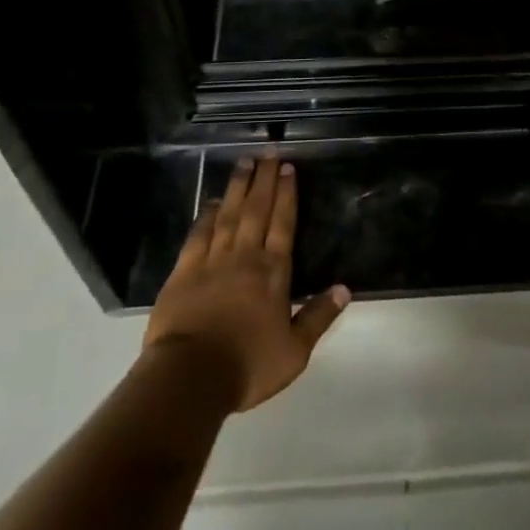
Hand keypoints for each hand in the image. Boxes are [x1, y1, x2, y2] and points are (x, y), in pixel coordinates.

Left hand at [143, 158, 349, 412]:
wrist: (190, 376)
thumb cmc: (247, 365)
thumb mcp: (294, 351)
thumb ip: (319, 317)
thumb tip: (345, 288)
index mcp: (273, 272)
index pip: (283, 223)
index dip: (287, 194)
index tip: (287, 168)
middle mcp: (245, 256)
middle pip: (257, 209)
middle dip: (264, 180)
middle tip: (268, 152)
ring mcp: (212, 261)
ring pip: (229, 214)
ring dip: (238, 187)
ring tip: (244, 162)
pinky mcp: (184, 271)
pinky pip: (199, 234)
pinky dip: (207, 215)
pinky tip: (213, 202)